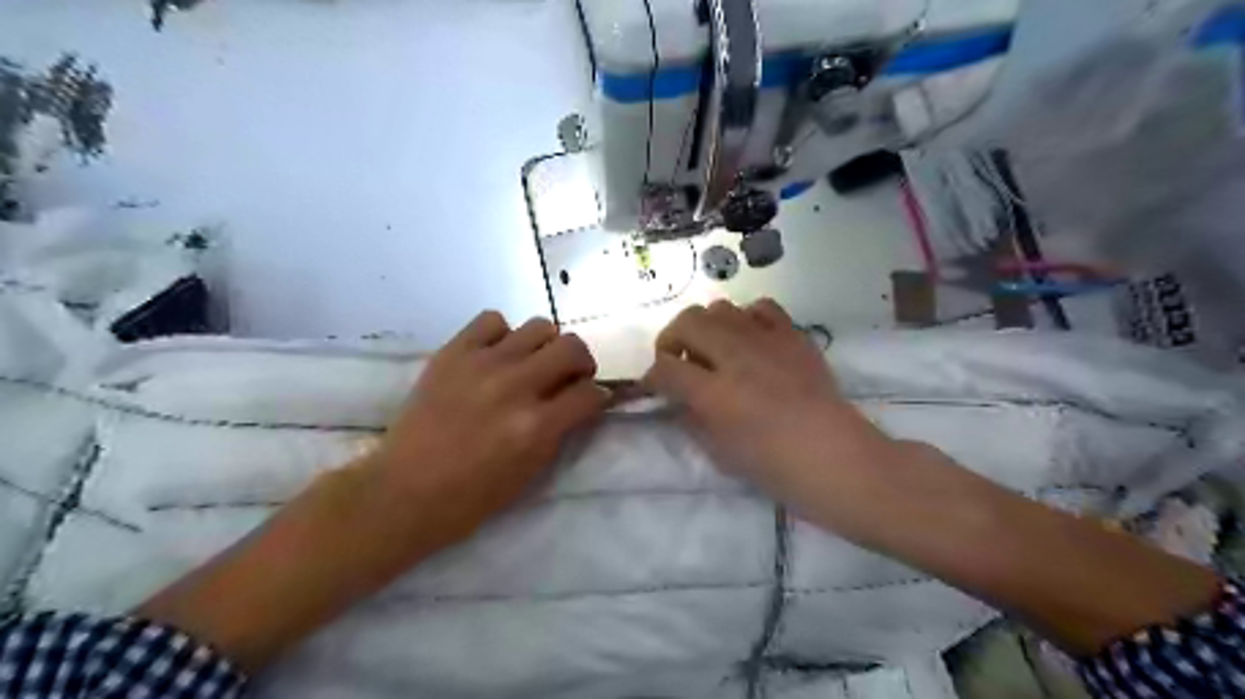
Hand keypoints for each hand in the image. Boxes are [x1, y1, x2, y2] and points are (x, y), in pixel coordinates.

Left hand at [364, 311, 612, 545]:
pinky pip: (492, 320)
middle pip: (573, 347)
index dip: (598, 396)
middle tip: (568, 377)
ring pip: (539, 326)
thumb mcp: (530, 472)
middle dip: (580, 363)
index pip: (590, 393)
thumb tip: (581, 402)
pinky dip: (503, 335)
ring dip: (545, 346)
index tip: (591, 400)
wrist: (404, 490)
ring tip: (531, 364)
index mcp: (537, 426)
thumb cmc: (471, 496)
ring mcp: (483, 364)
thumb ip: (560, 431)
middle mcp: (515, 386)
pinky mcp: (453, 352)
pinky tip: (496, 355)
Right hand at [642, 301, 894, 522]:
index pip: (665, 368)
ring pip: (720, 307)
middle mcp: (737, 358)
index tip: (655, 386)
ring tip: (713, 350)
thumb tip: (677, 397)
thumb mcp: (720, 453)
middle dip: (671, 340)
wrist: (837, 459)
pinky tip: (749, 340)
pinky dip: (746, 318)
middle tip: (677, 361)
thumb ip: (691, 419)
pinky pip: (761, 307)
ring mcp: (768, 341)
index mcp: (716, 394)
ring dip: (706, 327)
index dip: (652, 376)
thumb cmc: (776, 468)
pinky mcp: (794, 336)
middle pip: (687, 322)